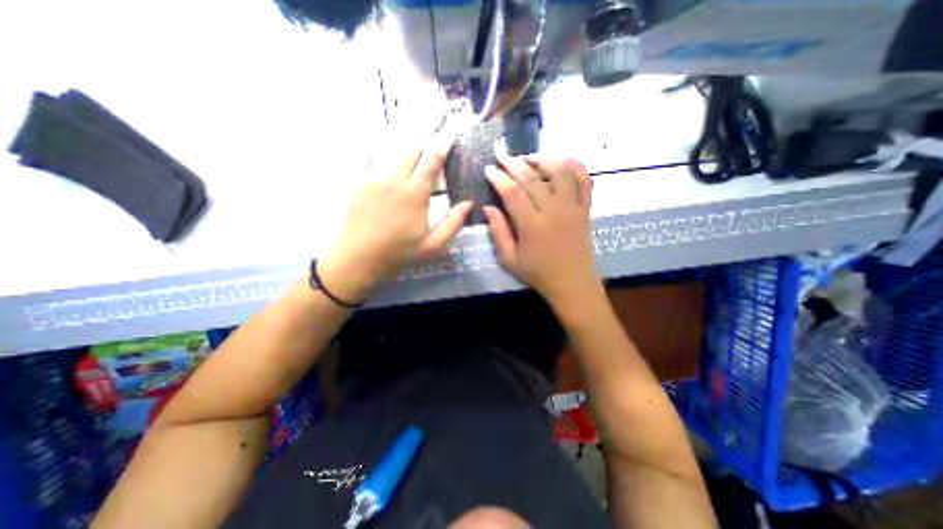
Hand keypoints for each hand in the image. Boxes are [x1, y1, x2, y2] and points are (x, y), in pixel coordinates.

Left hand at [321, 129, 475, 301]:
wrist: (356, 258)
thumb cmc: (398, 253)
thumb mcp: (433, 245)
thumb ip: (454, 223)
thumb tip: (469, 203)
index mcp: (415, 193)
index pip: (432, 159)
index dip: (444, 141)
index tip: (452, 126)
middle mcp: (394, 178)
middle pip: (412, 146)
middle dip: (426, 129)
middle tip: (436, 114)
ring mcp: (372, 176)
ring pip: (392, 146)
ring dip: (407, 135)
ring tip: (416, 119)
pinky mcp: (357, 180)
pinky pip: (371, 154)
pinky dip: (382, 144)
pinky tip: (387, 137)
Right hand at [482, 153, 598, 306]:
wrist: (572, 283)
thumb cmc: (538, 274)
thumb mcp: (509, 260)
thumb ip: (498, 232)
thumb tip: (488, 207)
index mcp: (532, 225)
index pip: (512, 192)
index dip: (499, 177)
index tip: (489, 169)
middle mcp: (553, 211)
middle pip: (532, 178)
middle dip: (514, 163)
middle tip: (502, 155)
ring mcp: (572, 207)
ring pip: (560, 172)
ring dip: (543, 159)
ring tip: (529, 157)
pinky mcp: (585, 209)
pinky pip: (585, 181)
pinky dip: (576, 166)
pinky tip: (563, 160)